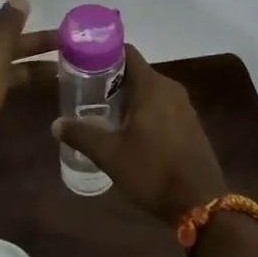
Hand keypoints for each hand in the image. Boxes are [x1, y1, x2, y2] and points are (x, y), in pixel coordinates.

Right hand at [51, 47, 226, 224]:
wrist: (201, 203)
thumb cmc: (153, 171)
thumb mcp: (110, 155)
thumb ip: (81, 135)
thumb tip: (55, 124)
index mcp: (152, 86)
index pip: (126, 53)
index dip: (104, 54)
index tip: (83, 63)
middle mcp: (170, 88)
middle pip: (136, 72)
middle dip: (112, 80)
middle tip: (86, 93)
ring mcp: (184, 106)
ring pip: (150, 90)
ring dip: (128, 97)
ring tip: (103, 112)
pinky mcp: (190, 124)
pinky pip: (162, 106)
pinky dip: (144, 110)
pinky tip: (129, 131)